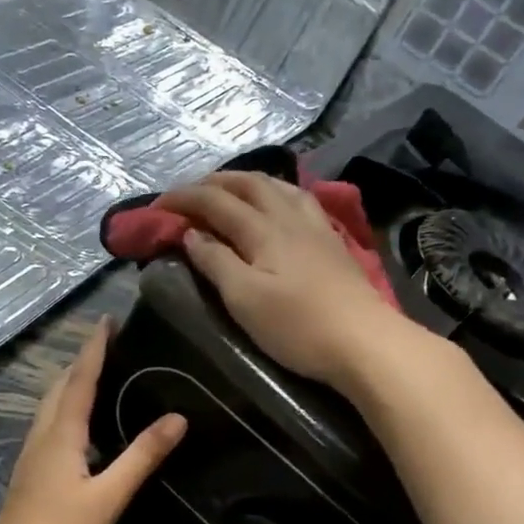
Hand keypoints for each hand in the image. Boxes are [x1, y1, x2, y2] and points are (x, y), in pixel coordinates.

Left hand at [0, 319, 185, 523]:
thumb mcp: (108, 497)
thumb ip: (141, 456)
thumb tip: (177, 418)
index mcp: (60, 434)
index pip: (80, 379)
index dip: (94, 348)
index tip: (107, 319)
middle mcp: (42, 437)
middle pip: (59, 388)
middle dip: (82, 361)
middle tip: (109, 344)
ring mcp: (32, 457)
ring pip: (51, 408)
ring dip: (72, 385)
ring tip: (99, 375)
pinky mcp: (32, 476)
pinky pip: (51, 427)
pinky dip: (68, 411)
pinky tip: (83, 427)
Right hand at [161, 172, 405, 389]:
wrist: (366, 342)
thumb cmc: (298, 326)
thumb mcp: (244, 299)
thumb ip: (215, 262)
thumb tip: (192, 234)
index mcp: (262, 230)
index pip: (215, 202)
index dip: (184, 198)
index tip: (157, 205)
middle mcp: (289, 217)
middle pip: (248, 184)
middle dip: (214, 182)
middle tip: (190, 192)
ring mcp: (316, 227)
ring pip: (278, 187)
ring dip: (247, 182)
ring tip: (230, 190)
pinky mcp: (333, 242)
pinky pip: (299, 200)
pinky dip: (276, 192)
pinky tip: (279, 204)